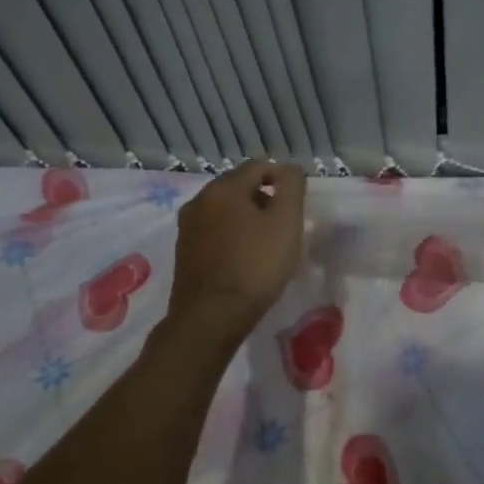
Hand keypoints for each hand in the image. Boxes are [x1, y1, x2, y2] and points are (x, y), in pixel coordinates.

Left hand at [168, 161, 306, 339]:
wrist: (211, 317)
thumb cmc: (255, 265)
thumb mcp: (286, 221)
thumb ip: (292, 187)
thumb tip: (290, 169)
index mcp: (223, 188)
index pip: (258, 166)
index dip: (282, 178)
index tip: (298, 202)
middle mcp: (199, 200)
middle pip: (239, 187)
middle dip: (264, 198)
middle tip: (286, 223)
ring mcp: (187, 228)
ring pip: (225, 210)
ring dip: (247, 218)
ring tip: (267, 243)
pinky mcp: (184, 253)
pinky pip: (214, 232)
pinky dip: (232, 236)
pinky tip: (245, 258)